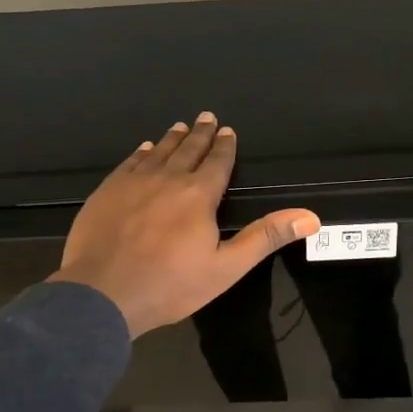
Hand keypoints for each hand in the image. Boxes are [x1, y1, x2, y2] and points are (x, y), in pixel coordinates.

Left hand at [51, 111, 320, 337]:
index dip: (224, 146)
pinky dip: (141, 153)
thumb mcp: (226, 268)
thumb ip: (265, 237)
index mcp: (198, 196)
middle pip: (188, 150)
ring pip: (158, 152)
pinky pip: (129, 163)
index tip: (227, 131)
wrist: (102, 294)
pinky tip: (144, 149)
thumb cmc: (170, 285)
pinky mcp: (107, 192)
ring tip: (180, 127)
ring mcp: (133, 183)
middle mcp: (167, 179)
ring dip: (172, 139)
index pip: (217, 163)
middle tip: (207, 117)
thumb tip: (310, 217)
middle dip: (200, 134)